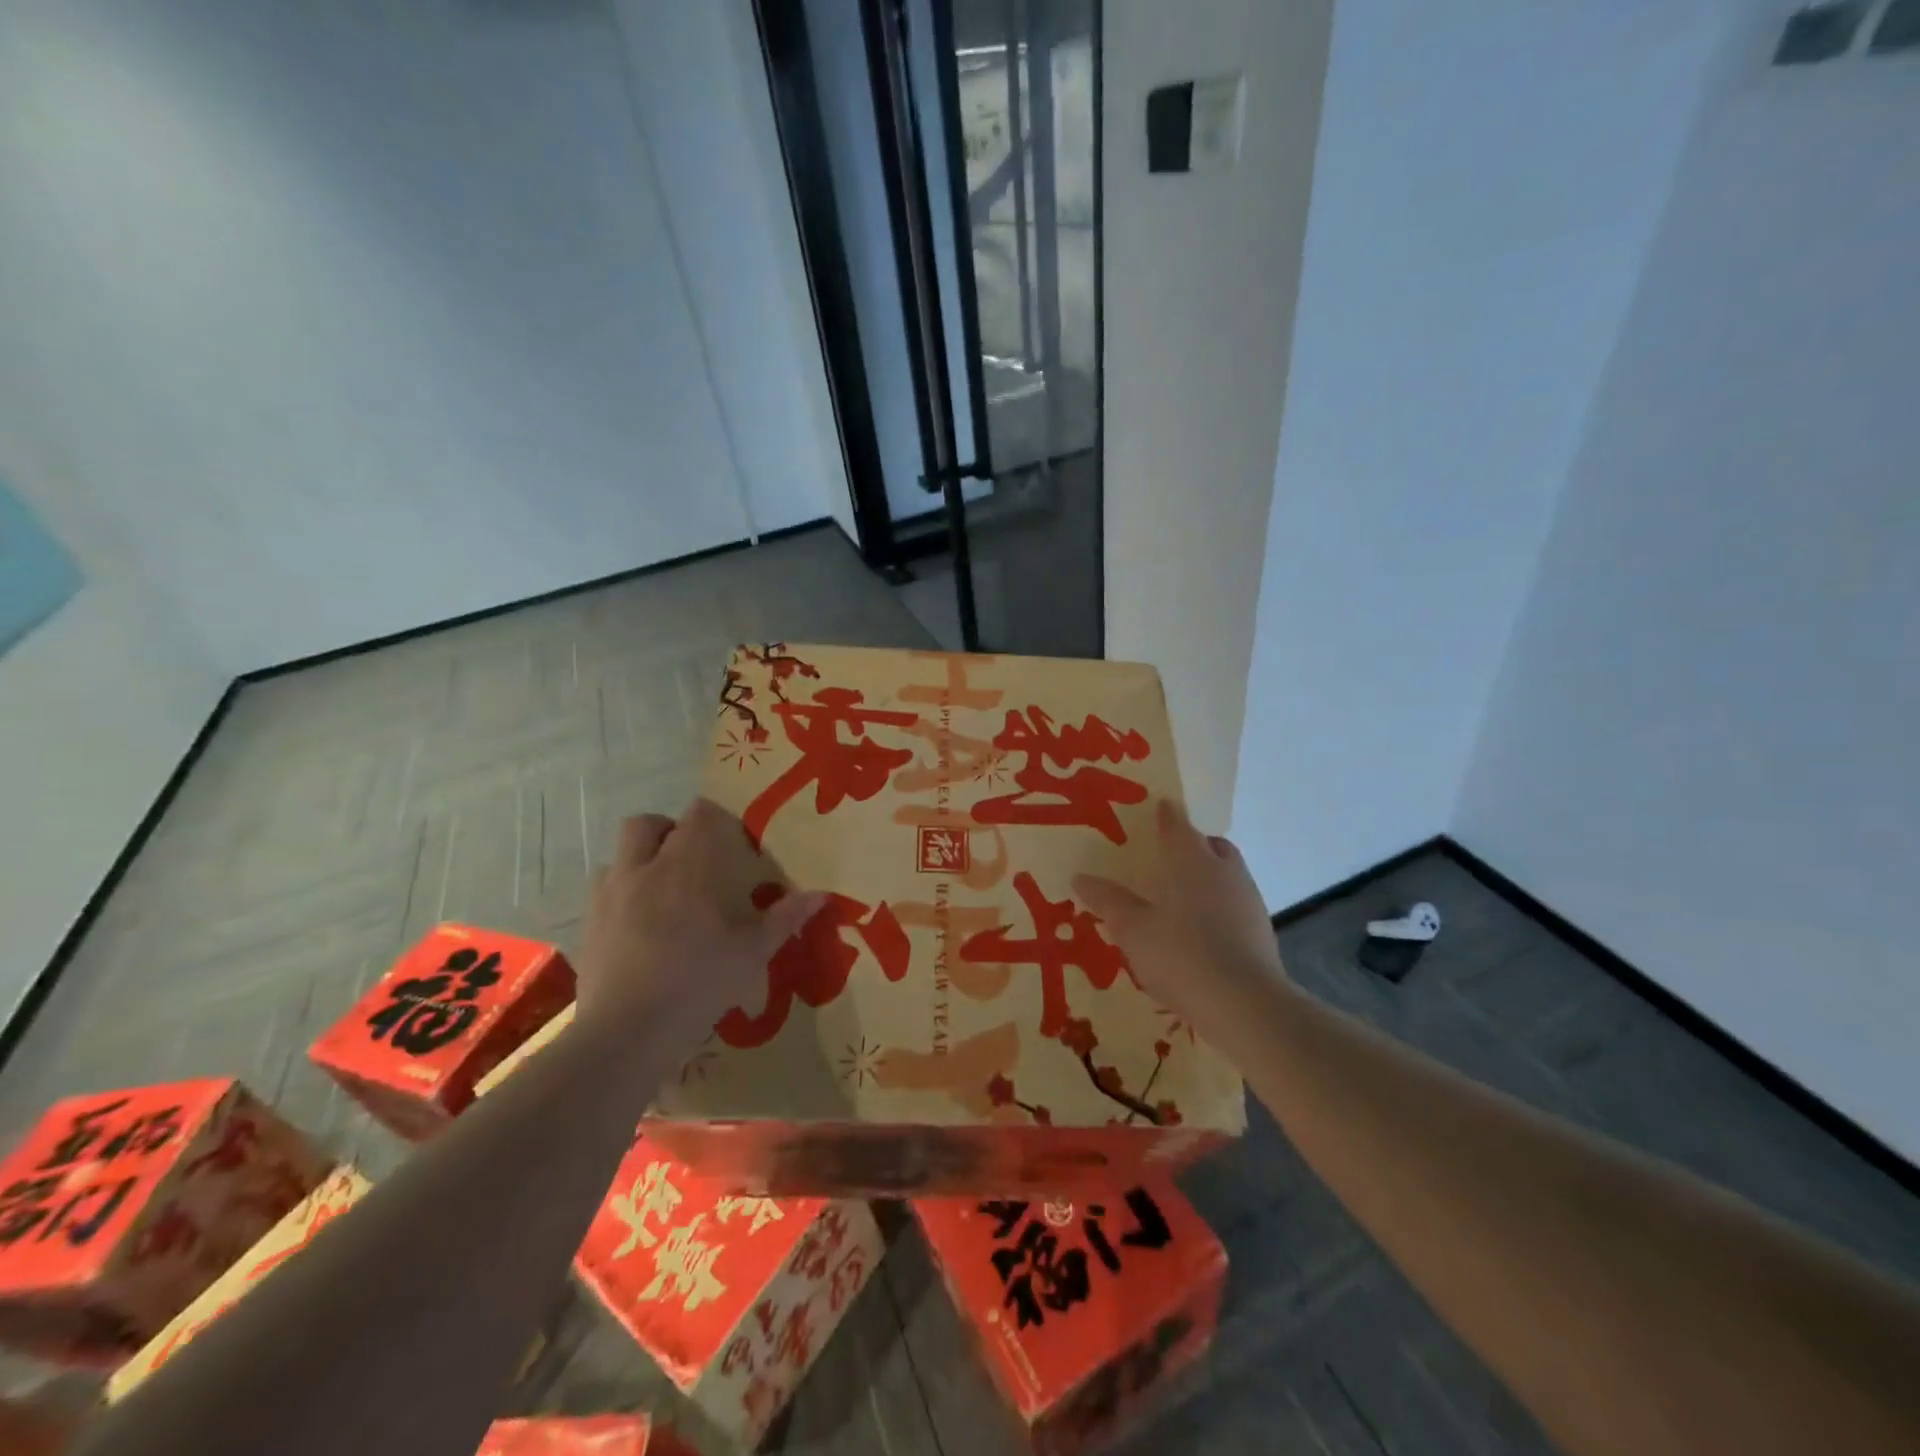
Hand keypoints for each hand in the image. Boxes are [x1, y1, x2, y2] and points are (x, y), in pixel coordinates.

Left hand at [577, 798, 824, 1049]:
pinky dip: (620, 895)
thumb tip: (821, 895)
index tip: (730, 840)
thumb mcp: (752, 953)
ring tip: (660, 891)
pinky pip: (602, 892)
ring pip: (618, 856)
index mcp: (685, 867)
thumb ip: (784, 919)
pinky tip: (636, 925)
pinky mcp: (587, 926)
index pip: (697, 815)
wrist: (627, 1032)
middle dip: (667, 831)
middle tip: (689, 859)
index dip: (713, 818)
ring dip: (639, 861)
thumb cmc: (698, 983)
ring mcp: (609, 897)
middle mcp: (642, 870)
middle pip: (646, 823)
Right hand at [1074, 799, 1290, 1047]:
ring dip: (1209, 877)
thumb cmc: (1181, 955)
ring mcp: (1249, 902)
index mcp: (1193, 862)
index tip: (1160, 807)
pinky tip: (1201, 931)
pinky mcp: (1261, 932)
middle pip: (1212, 846)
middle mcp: (1225, 873)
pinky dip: (1219, 907)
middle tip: (1170, 855)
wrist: (1245, 1006)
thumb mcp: (1132, 930)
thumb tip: (1080, 878)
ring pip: (1228, 875)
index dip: (1167, 815)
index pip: (1178, 826)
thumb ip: (1108, 902)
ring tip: (1183, 897)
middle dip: (1195, 844)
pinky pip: (1236, 906)